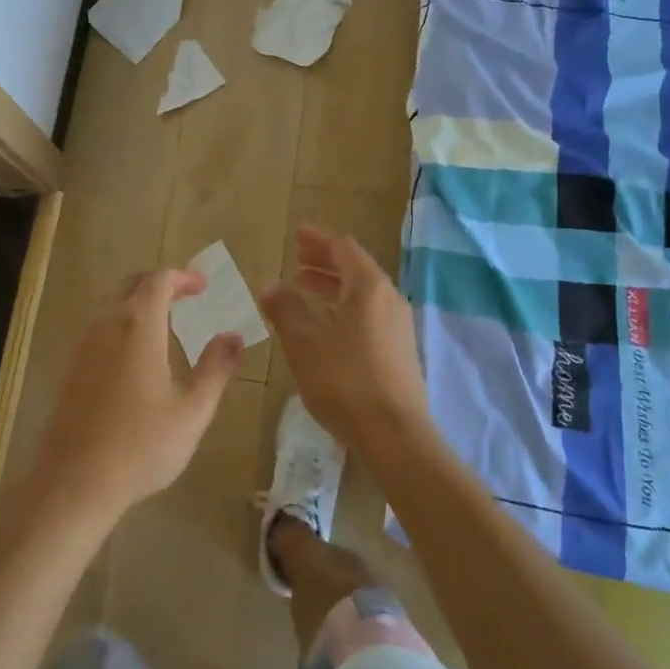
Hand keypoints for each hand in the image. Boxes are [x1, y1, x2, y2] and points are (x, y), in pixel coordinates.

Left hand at [29, 269, 244, 521]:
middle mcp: (106, 325)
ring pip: (111, 307)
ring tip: (164, 324)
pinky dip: (121, 327)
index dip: (183, 277)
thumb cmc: (141, 444)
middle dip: (160, 285)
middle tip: (186, 297)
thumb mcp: (192, 410)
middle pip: (131, 286)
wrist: (73, 482)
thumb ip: (216, 368)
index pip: (158, 280)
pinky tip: (134, 358)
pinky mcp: (69, 370)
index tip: (204, 286)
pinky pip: (98, 330)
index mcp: (138, 326)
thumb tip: (233, 336)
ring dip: (138, 305)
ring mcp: (82, 347)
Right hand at [258, 226, 432, 456]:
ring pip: (362, 292)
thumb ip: (285, 310)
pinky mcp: (399, 348)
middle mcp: (388, 298)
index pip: (343, 248)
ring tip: (304, 285)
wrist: (395, 434)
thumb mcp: (304, 344)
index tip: (297, 234)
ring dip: (333, 284)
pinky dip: (344, 305)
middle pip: (355, 267)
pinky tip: (326, 322)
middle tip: (297, 256)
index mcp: (368, 288)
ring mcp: (397, 324)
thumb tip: (270, 286)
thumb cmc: (345, 382)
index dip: (318, 239)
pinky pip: (368, 312)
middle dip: (324, 259)